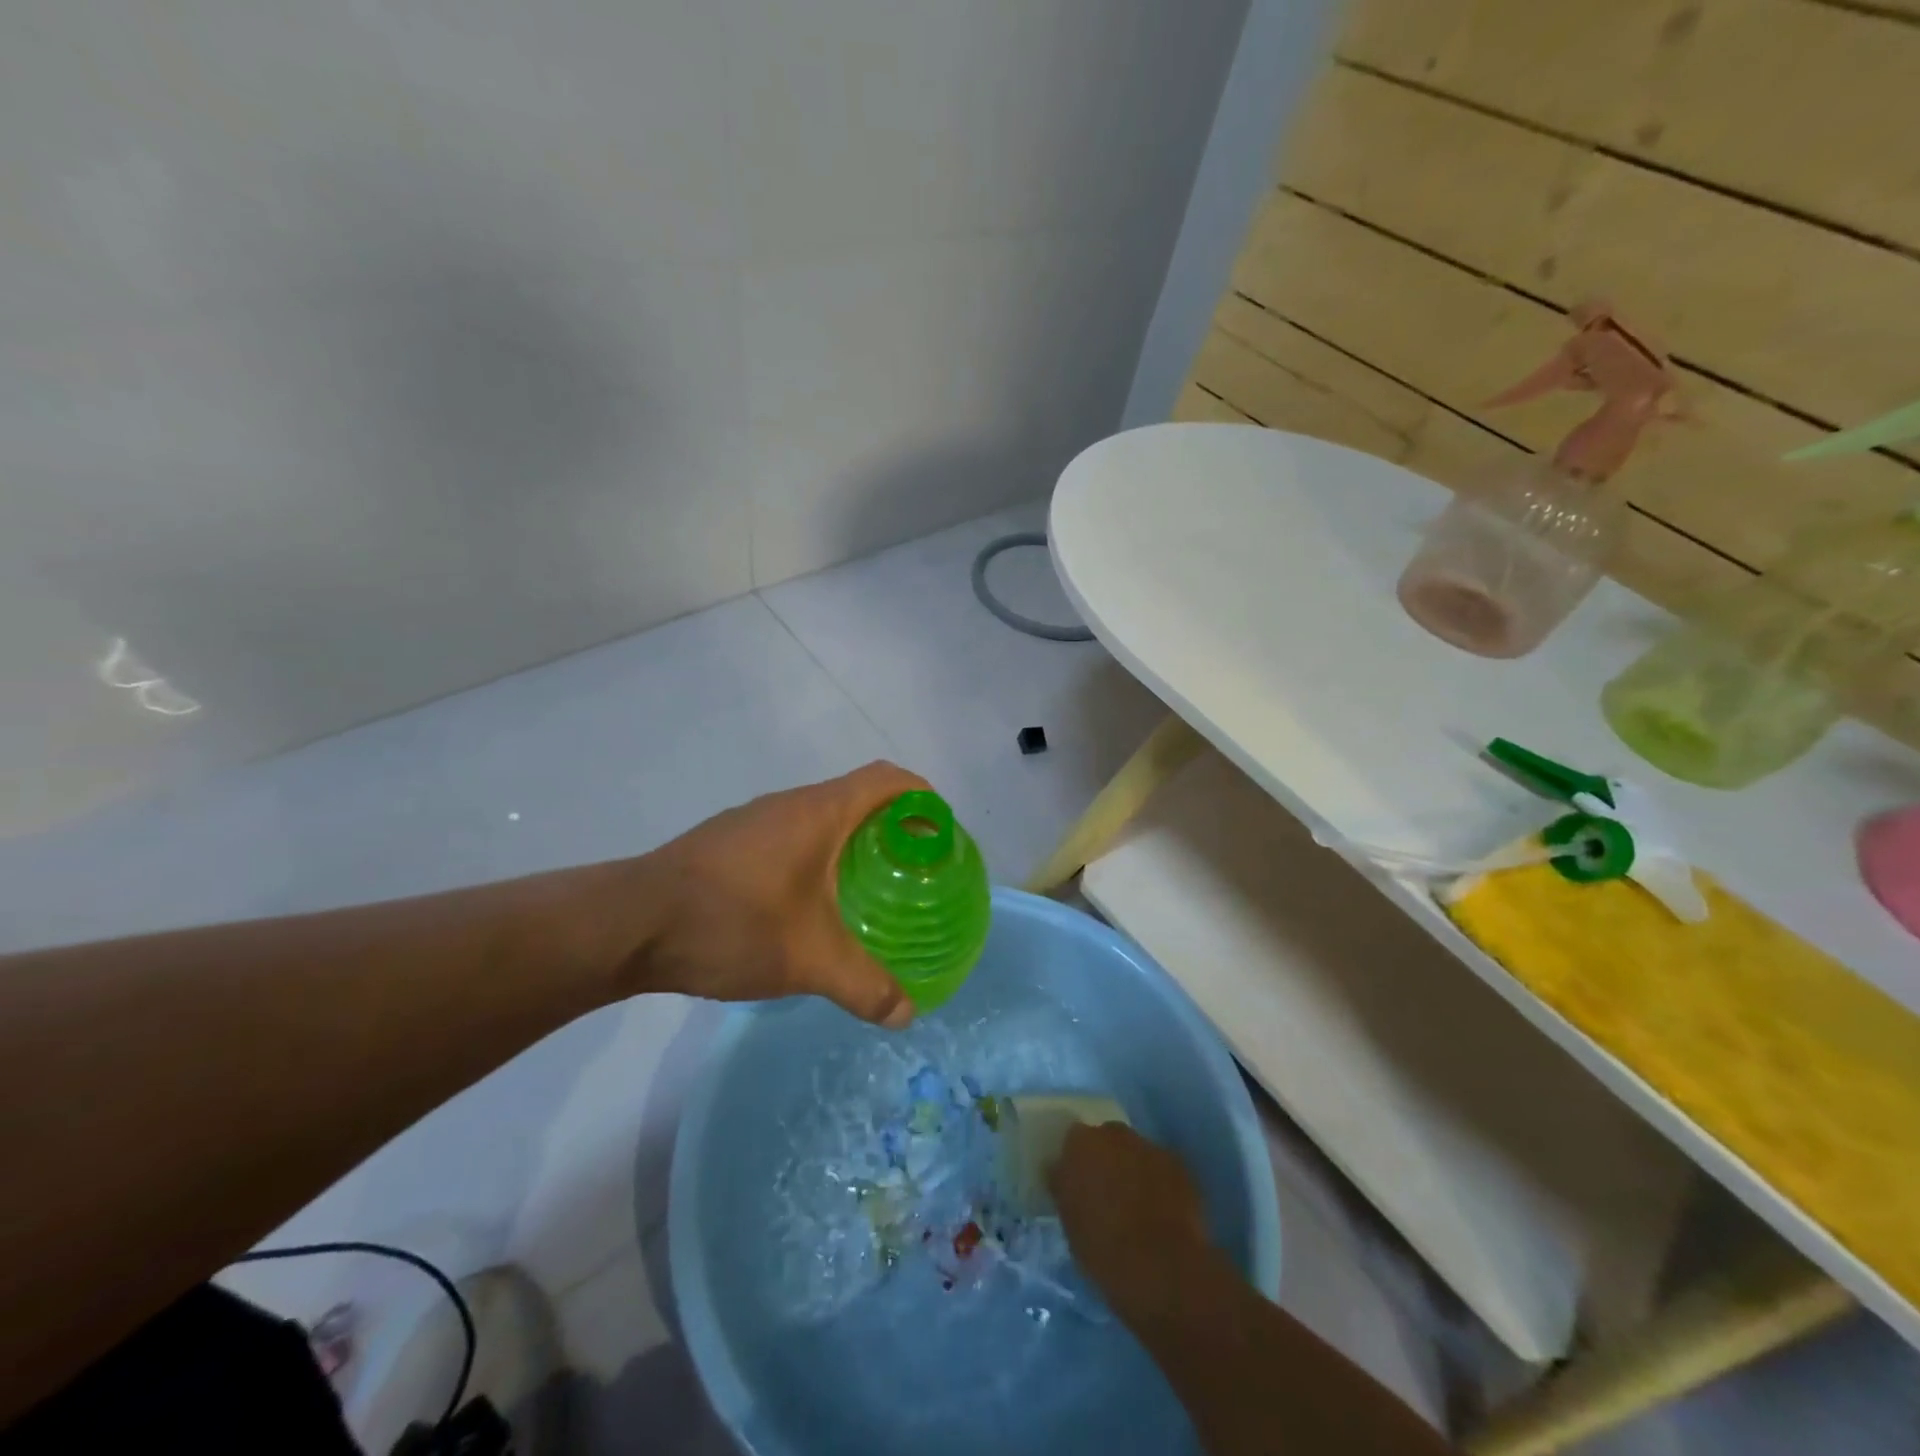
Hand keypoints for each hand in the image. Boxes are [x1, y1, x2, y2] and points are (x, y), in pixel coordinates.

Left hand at [626, 761, 928, 1026]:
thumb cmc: (731, 922)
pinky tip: (810, 906)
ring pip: (822, 818)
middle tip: (913, 872)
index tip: (940, 834)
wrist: (629, 925)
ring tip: (868, 891)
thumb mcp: (807, 960)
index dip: (922, 798)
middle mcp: (790, 804)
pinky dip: (818, 857)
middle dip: (893, 826)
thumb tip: (907, 1015)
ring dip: (852, 843)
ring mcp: (755, 821)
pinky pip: (792, 836)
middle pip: (859, 796)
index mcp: (820, 812)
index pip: (889, 779)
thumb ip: (864, 986)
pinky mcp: (729, 843)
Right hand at [1048, 1122, 1212, 1321]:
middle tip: (1107, 1194)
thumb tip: (1060, 1171)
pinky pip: (1162, 1169)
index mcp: (1081, 1143)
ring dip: (1134, 1170)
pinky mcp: (1180, 1166)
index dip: (1077, 1162)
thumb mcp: (1069, 1221)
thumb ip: (1064, 1187)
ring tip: (1137, 1206)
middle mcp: (1115, 1134)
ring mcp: (1150, 1147)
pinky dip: (1159, 1183)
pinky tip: (1162, 1211)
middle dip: (1107, 1160)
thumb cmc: (1103, 1249)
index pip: (1074, 1140)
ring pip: (1136, 1153)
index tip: (1079, 1184)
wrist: (1162, 1268)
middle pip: (1108, 1140)